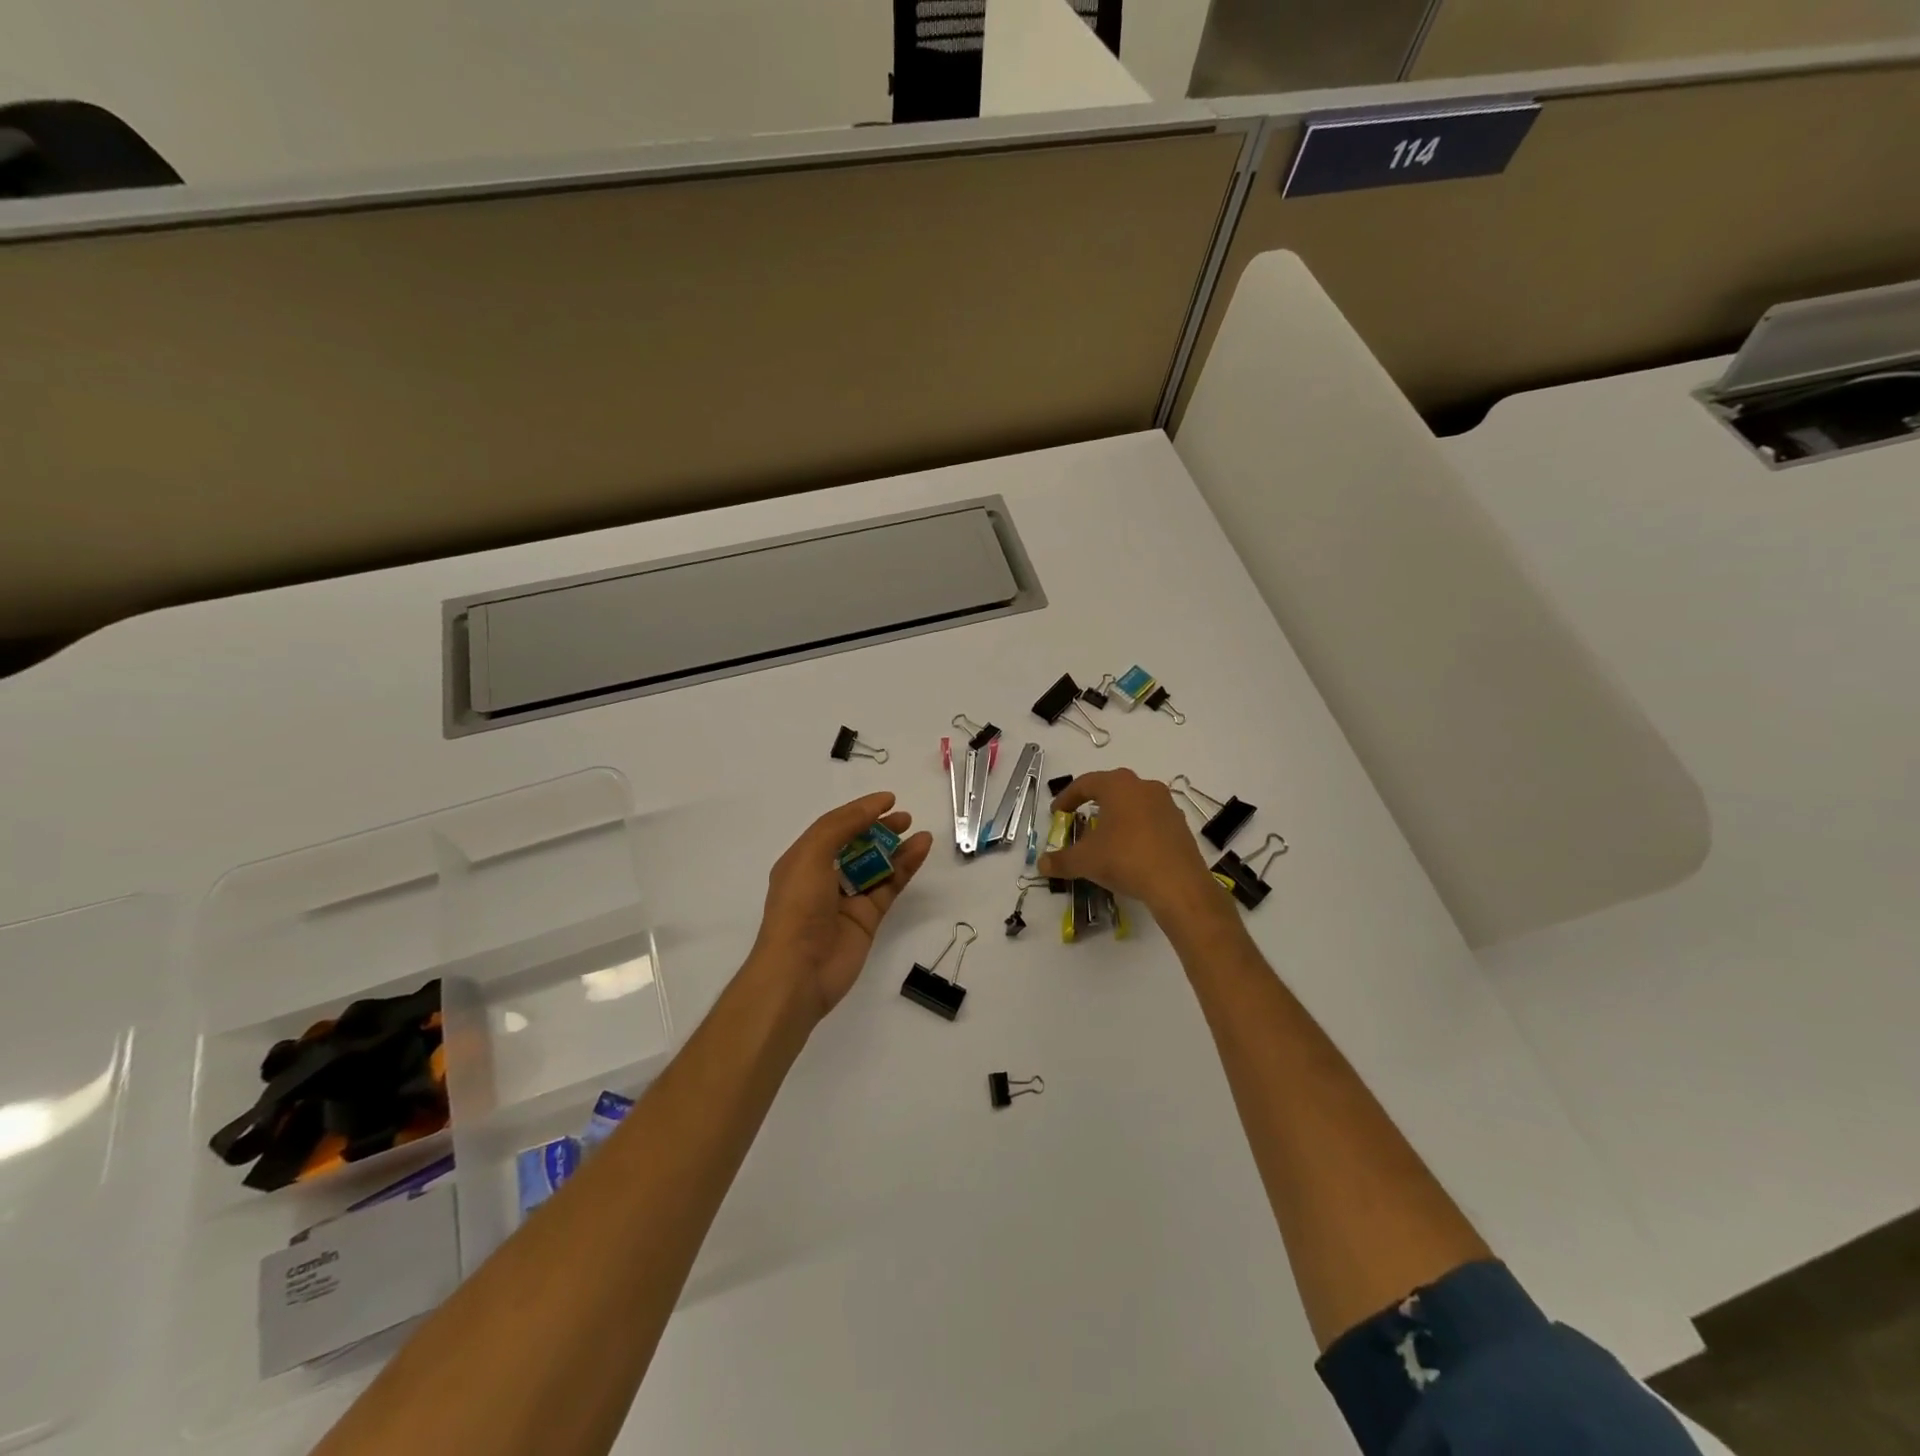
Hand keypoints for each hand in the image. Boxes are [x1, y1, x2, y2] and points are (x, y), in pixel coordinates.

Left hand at [750, 792, 932, 1020]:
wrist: (799, 972)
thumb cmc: (798, 907)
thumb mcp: (811, 855)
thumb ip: (840, 826)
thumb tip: (872, 807)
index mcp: (802, 860)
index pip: (834, 827)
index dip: (860, 811)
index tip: (888, 800)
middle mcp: (824, 877)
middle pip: (857, 844)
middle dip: (879, 828)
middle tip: (904, 818)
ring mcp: (847, 899)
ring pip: (877, 865)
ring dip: (897, 847)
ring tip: (919, 832)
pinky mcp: (867, 918)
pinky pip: (889, 886)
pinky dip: (905, 868)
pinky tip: (921, 850)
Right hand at [1036, 769, 1223, 925]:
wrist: (1178, 884)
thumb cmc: (1125, 859)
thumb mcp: (1085, 861)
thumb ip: (1060, 860)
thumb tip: (1041, 864)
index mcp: (1118, 785)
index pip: (1085, 783)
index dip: (1067, 798)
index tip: (1057, 814)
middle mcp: (1144, 786)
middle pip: (1112, 788)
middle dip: (1093, 803)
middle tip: (1079, 819)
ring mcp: (1166, 804)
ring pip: (1134, 803)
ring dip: (1117, 815)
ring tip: (1105, 835)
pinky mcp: (1180, 824)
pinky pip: (1151, 819)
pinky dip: (1136, 828)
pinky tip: (1130, 849)